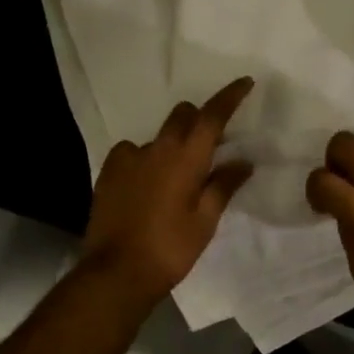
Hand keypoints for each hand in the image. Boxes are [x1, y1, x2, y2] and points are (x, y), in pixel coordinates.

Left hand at [78, 78, 255, 306]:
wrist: (116, 271)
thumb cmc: (170, 248)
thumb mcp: (205, 220)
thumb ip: (223, 185)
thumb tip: (243, 161)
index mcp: (186, 157)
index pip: (213, 115)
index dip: (230, 96)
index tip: (245, 82)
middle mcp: (157, 147)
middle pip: (182, 115)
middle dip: (198, 119)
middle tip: (210, 143)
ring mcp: (128, 157)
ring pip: (157, 136)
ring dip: (170, 144)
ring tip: (174, 176)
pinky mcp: (108, 170)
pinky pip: (132, 152)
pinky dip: (144, 160)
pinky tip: (145, 184)